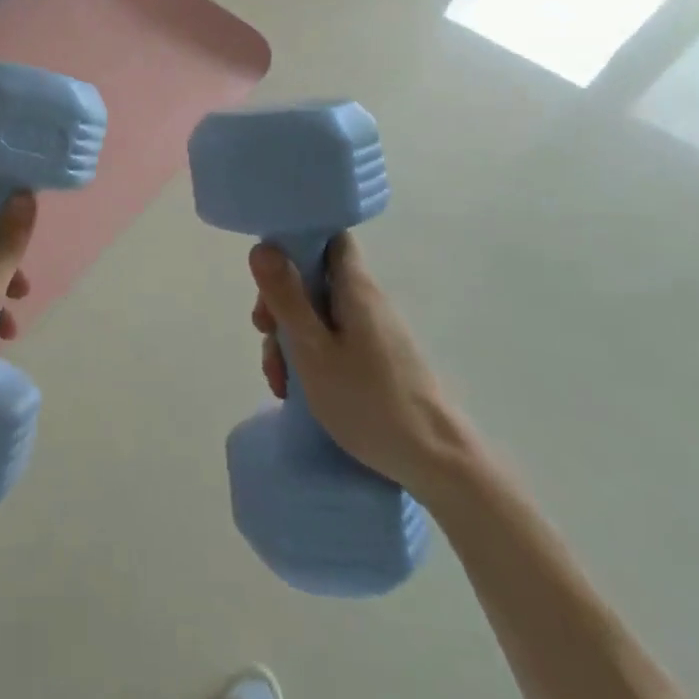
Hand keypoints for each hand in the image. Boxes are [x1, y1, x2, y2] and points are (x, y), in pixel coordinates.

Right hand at [250, 236, 475, 498]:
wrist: (436, 462)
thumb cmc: (369, 401)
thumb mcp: (313, 350)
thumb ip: (286, 298)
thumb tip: (262, 247)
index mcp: (355, 287)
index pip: (328, 236)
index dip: (295, 240)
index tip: (268, 269)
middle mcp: (366, 300)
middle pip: (314, 277)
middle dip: (281, 301)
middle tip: (264, 333)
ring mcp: (373, 330)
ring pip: (318, 313)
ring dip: (290, 337)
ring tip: (278, 378)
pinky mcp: (376, 357)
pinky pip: (332, 339)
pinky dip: (310, 356)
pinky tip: (297, 389)